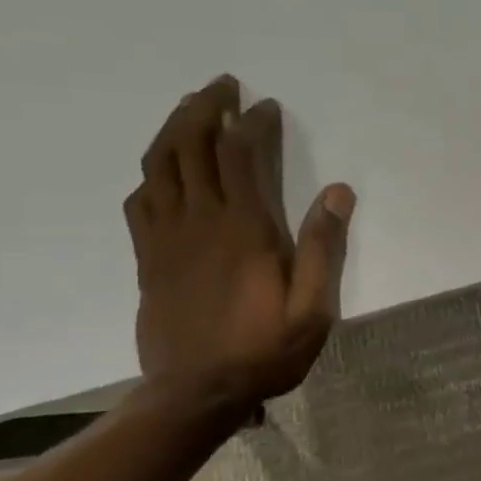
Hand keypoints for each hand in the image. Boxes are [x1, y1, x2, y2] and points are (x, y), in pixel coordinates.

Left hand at [123, 76, 353, 412]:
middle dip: (205, 108)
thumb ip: (324, 249)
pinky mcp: (147, 257)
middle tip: (223, 85)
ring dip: (174, 128)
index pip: (240, 156)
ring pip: (160, 165)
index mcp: (244, 230)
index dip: (251, 124)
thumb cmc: (263, 351)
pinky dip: (153, 171)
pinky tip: (164, 167)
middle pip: (191, 146)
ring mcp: (166, 238)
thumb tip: (338, 192)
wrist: (194, 394)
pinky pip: (141, 199)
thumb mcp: (313, 309)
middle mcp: (200, 222)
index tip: (266, 106)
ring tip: (191, 108)